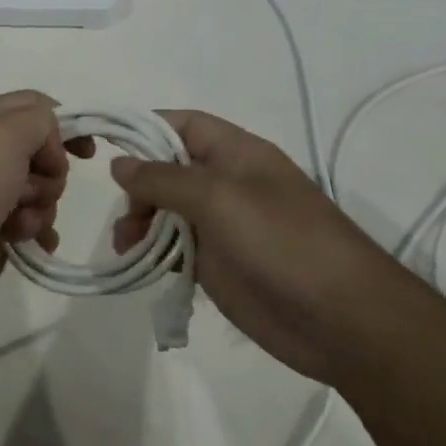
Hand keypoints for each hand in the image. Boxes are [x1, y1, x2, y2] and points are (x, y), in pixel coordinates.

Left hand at [0, 91, 93, 327]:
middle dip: (51, 174)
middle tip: (30, 190)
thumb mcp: (3, 135)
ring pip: (40, 192)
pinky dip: (38, 233)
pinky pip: (30, 226)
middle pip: (43, 152)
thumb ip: (39, 120)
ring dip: (42, 208)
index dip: (65, 124)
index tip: (86, 153)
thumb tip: (47, 150)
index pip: (36, 106)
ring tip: (19, 224)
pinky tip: (33, 245)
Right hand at [110, 111, 390, 382]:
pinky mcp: (219, 266)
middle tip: (124, 215)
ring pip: (167, 211)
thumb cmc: (282, 243)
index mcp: (236, 154)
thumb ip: (164, 179)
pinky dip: (154, 253)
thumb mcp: (219, 198)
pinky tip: (140, 265)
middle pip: (168, 169)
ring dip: (140, 222)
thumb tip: (120, 164)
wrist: (340, 319)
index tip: (105, 146)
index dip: (145, 129)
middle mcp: (227, 184)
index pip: (183, 125)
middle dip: (138, 186)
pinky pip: (176, 249)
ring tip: (125, 245)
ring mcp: (223, 227)